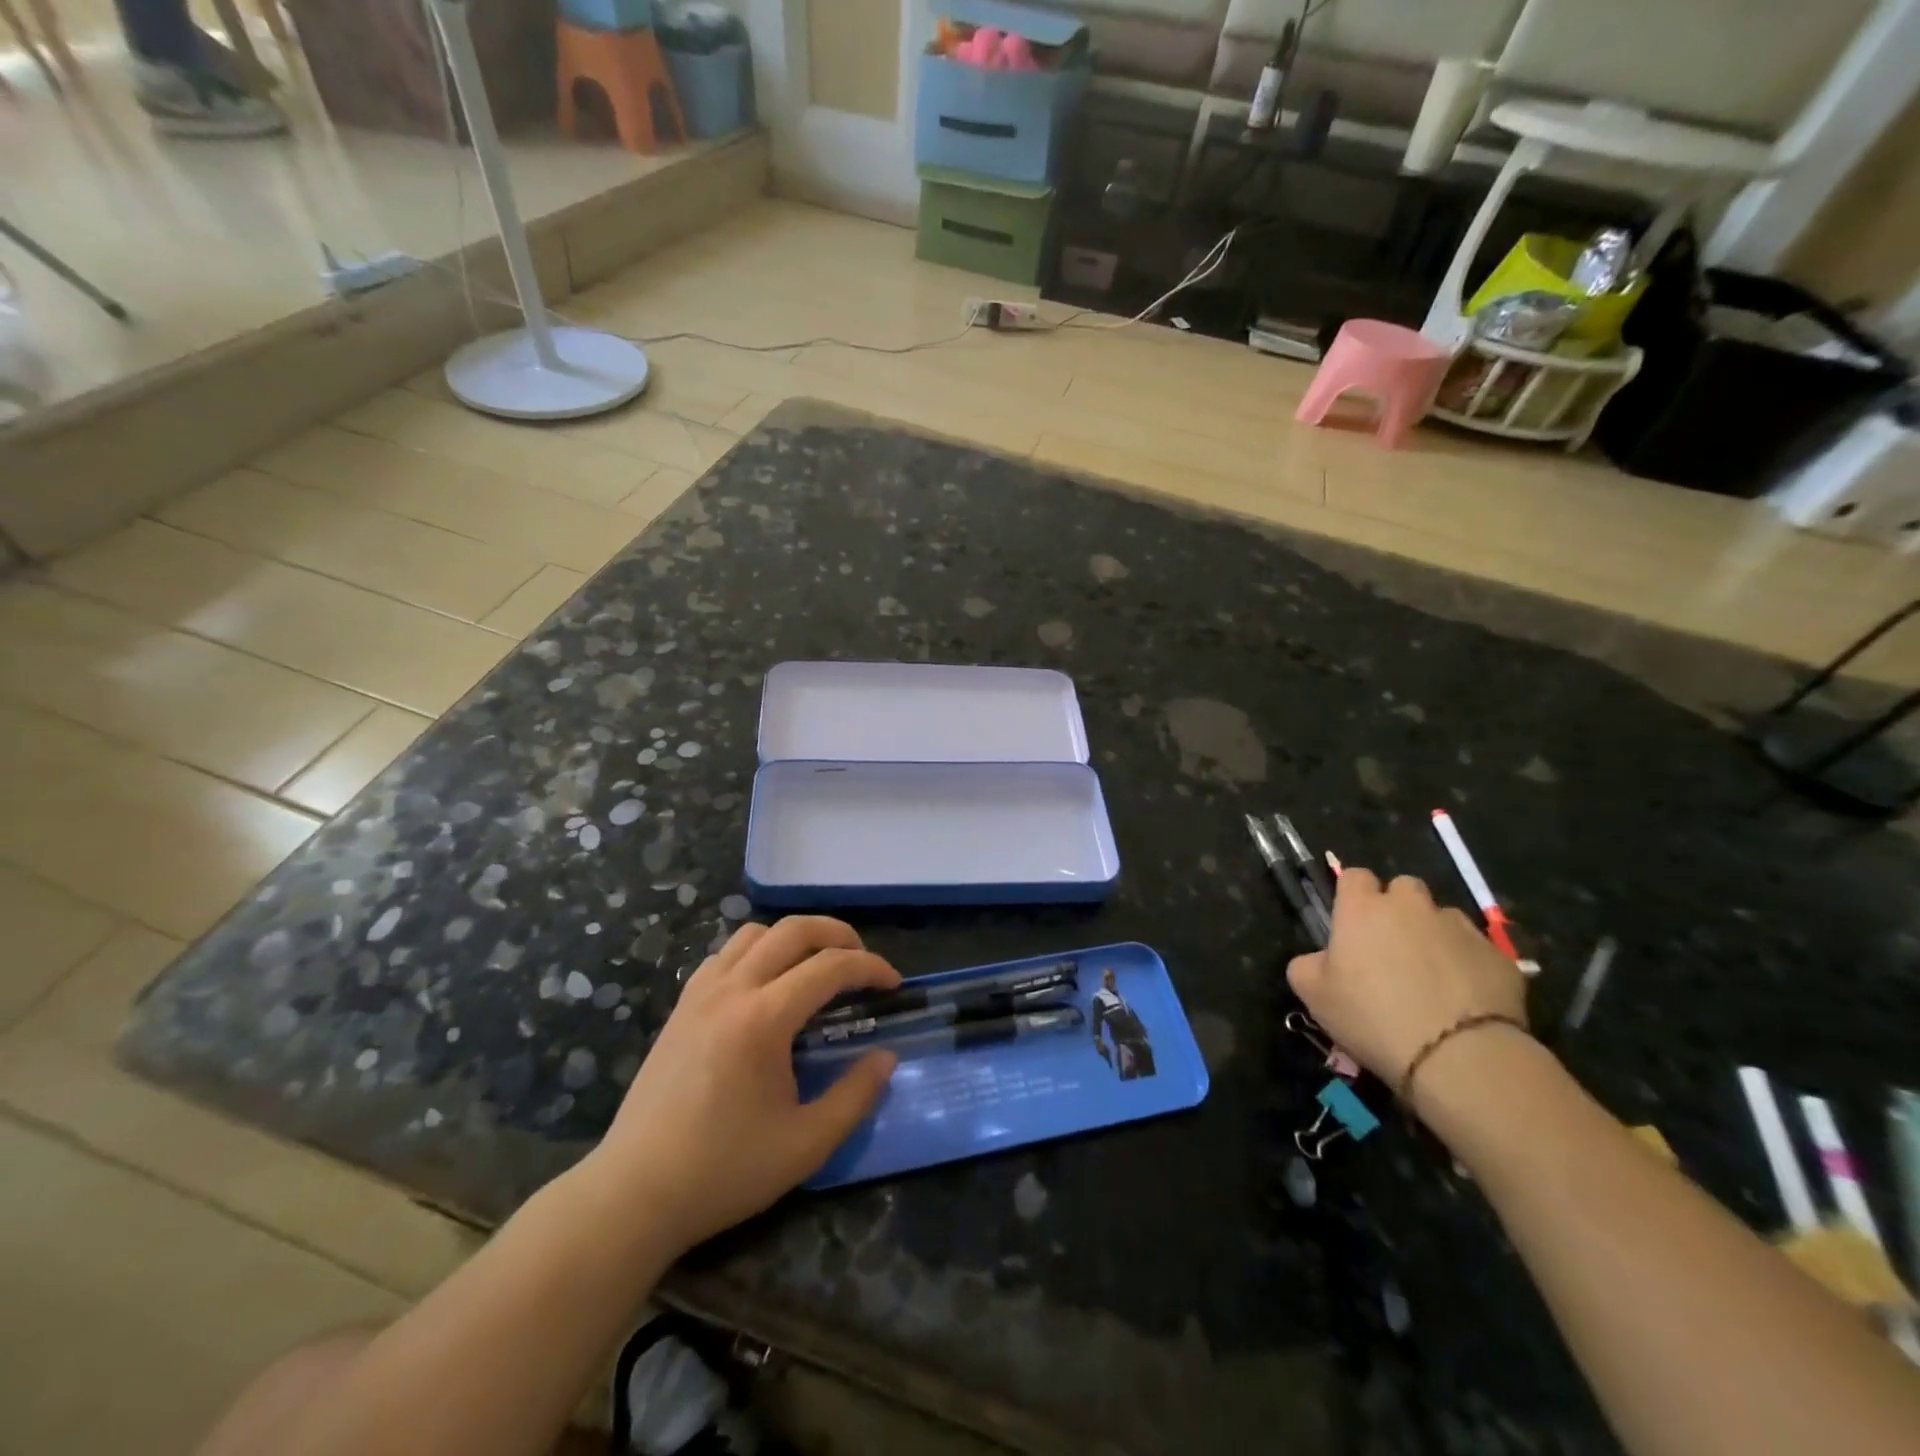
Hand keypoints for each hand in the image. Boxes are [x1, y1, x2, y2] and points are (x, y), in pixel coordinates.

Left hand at [591, 916, 899, 1253]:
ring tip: (814, 968)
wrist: (634, 1194)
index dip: (870, 967)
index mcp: (763, 1019)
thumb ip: (855, 1095)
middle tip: (860, 961)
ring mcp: (699, 994)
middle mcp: (731, 990)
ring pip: (754, 933)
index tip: (893, 985)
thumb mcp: (806, 1144)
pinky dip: (757, 953)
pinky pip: (725, 954)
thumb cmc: (724, 1171)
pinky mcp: (680, 1007)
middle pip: (793, 929)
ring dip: (794, 938)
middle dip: (837, 934)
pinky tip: (765, 987)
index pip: (830, 967)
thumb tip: (886, 1057)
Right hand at [1286, 868, 1527, 1091]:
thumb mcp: (1314, 996)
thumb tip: (1319, 960)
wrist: (1459, 1056)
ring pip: (1443, 917)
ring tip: (1432, 976)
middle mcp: (1411, 907)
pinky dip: (1468, 965)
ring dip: (1434, 935)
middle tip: (1392, 947)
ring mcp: (1459, 928)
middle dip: (1398, 908)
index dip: (1352, 895)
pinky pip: (1477, 950)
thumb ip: (1307, 966)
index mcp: (1362, 909)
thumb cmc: (1372, 1017)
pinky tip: (1464, 999)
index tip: (1351, 922)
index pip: (1354, 876)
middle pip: (1403, 887)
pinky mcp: (1499, 956)